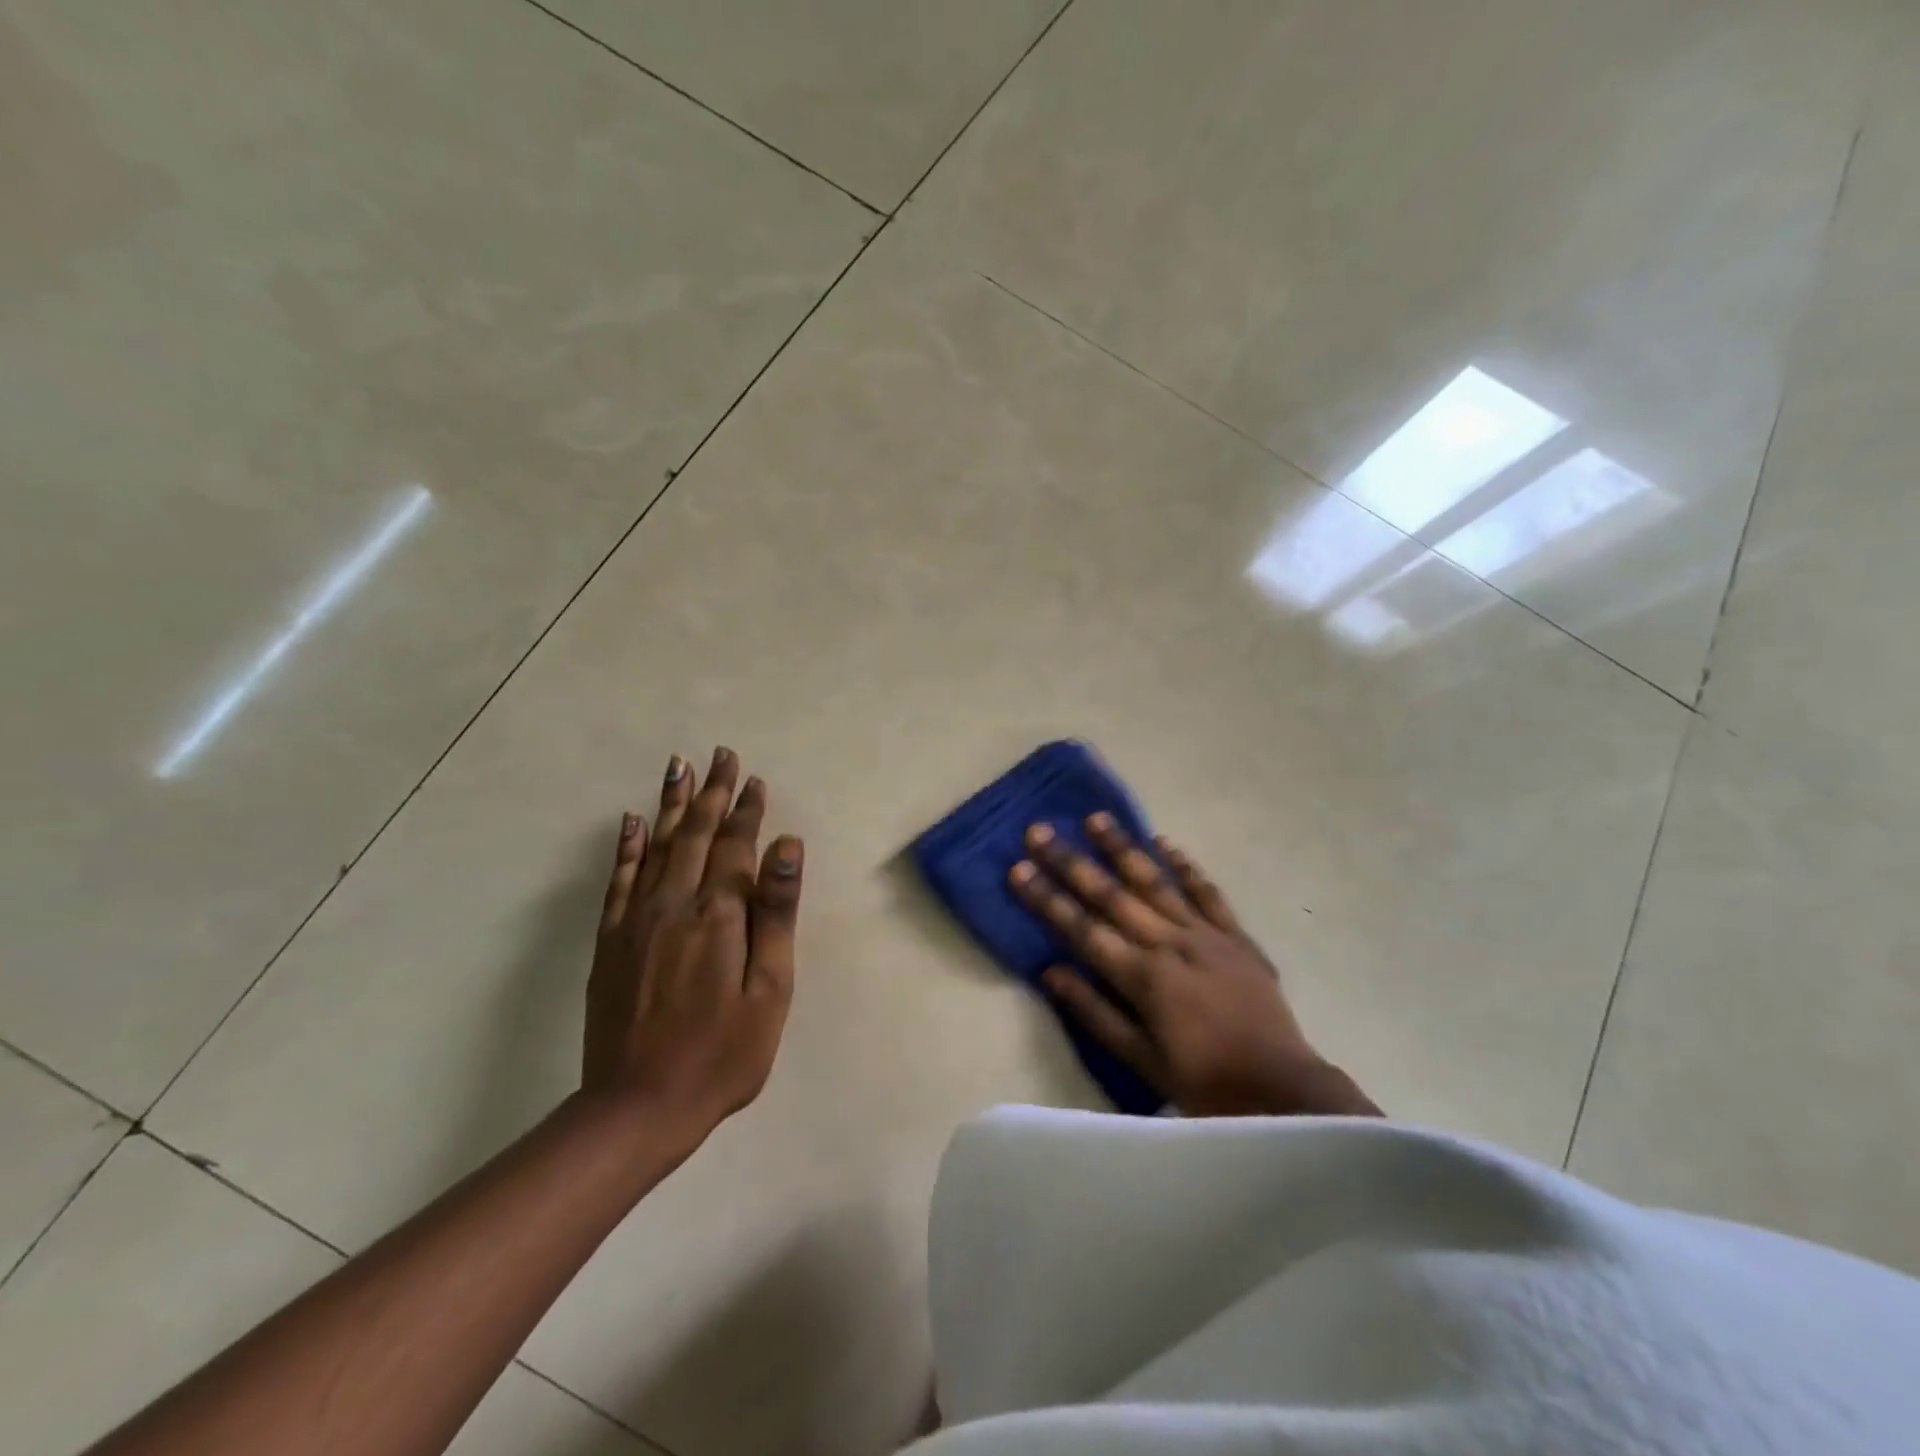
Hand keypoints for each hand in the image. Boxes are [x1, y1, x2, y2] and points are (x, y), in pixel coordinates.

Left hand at [584, 747, 802, 1145]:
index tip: (753, 780)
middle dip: (711, 792)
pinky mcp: (611, 941)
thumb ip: (776, 913)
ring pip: (655, 846)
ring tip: (678, 766)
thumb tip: (787, 846)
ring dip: (670, 804)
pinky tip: (630, 821)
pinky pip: (618, 879)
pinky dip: (626, 846)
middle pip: (694, 834)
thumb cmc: (723, 1052)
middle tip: (720, 755)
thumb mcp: (770, 989)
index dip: (746, 811)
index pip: (735, 847)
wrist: (640, 1106)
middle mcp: (674, 904)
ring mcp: (636, 920)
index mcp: (718, 915)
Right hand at [1010, 815, 1377, 1117]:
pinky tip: (1164, 843)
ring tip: (1095, 818)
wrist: (1281, 1090)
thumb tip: (1050, 971)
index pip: (1082, 929)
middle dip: (1072, 862)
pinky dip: (1185, 866)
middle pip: (1112, 895)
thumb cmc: (1203, 1081)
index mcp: (1143, 977)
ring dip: (1123, 848)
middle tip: (1040, 830)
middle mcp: (1170, 944)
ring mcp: (1206, 934)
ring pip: (1156, 881)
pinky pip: (1207, 892)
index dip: (1047, 898)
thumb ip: (1095, 1012)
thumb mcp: (1141, 1059)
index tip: (1018, 868)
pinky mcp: (1235, 935)